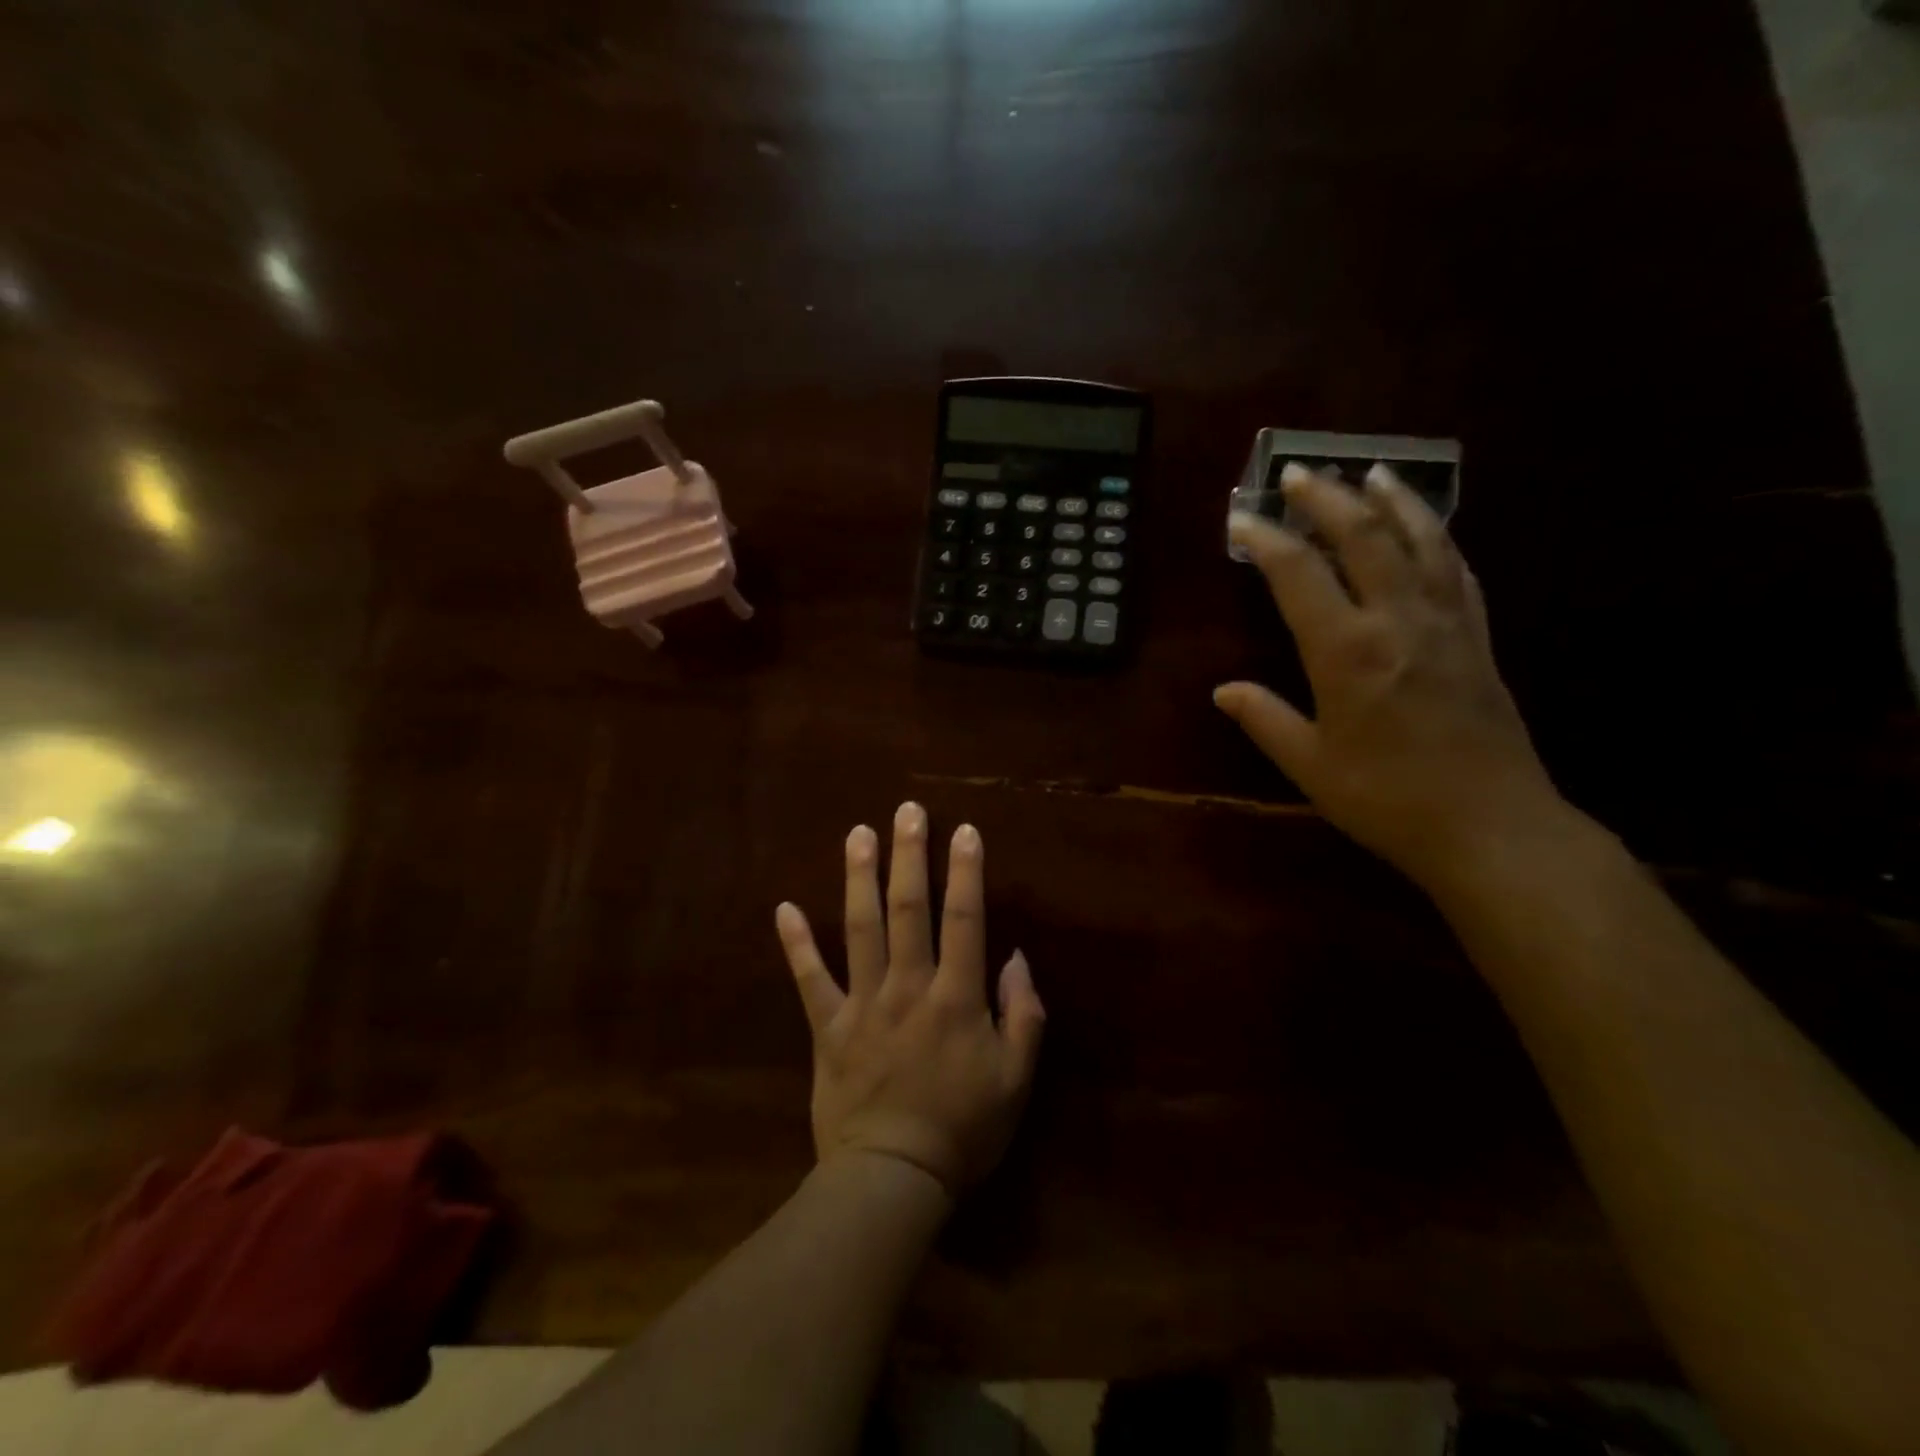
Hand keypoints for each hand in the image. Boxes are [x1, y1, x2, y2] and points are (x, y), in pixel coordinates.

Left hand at [774, 803, 1044, 1196]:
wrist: (892, 1179)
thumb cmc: (963, 1129)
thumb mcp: (1016, 1079)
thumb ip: (1024, 1015)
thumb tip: (1016, 959)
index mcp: (955, 998)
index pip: (964, 920)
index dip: (966, 872)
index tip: (964, 830)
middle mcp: (908, 987)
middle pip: (909, 909)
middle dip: (909, 856)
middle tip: (906, 811)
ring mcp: (863, 1003)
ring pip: (861, 929)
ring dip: (860, 878)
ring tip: (857, 833)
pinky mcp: (828, 1027)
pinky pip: (809, 980)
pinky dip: (797, 944)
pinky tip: (784, 907)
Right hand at [1215, 463, 1564, 888]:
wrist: (1491, 826)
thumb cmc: (1387, 799)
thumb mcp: (1311, 765)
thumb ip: (1265, 720)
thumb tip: (1224, 690)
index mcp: (1347, 651)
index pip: (1299, 574)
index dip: (1266, 539)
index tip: (1241, 518)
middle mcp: (1398, 621)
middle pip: (1364, 537)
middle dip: (1327, 499)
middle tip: (1299, 473)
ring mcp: (1447, 624)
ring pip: (1421, 541)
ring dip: (1392, 502)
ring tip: (1372, 473)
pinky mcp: (1479, 638)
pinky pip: (1457, 571)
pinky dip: (1438, 539)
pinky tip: (1427, 529)